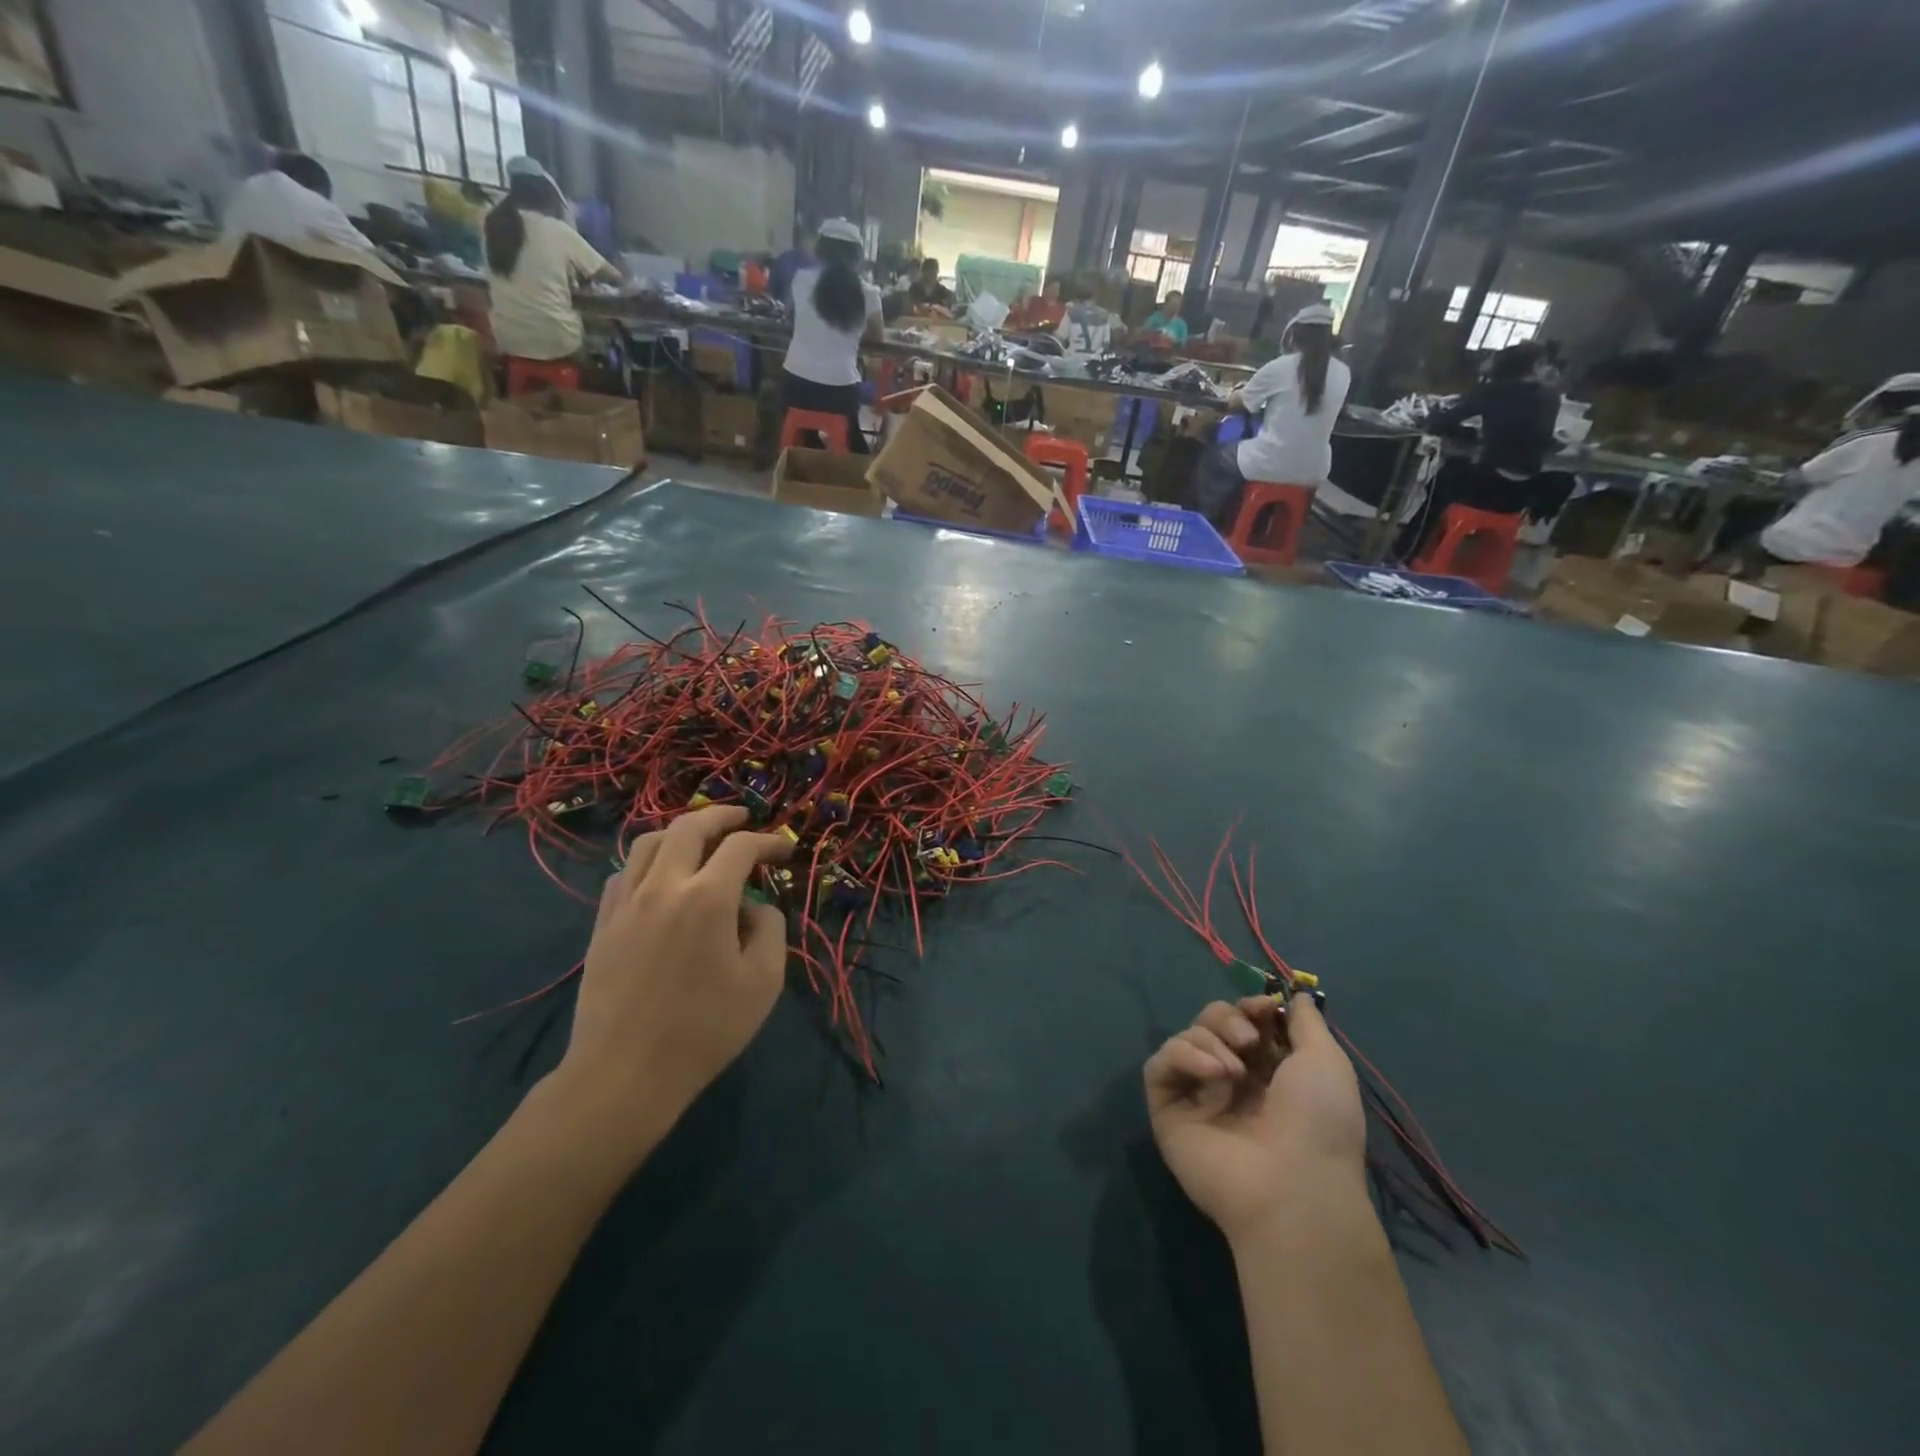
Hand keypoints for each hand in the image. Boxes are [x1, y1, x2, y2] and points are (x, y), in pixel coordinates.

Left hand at [551, 806, 792, 1137]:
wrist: (624, 1074)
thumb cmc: (704, 1030)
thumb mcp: (763, 982)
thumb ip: (769, 930)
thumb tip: (755, 908)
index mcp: (707, 898)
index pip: (742, 847)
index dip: (769, 840)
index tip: (786, 848)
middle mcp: (664, 887)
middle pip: (689, 828)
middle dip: (721, 816)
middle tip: (742, 818)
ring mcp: (626, 903)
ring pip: (647, 841)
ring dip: (679, 831)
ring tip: (699, 838)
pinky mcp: (602, 924)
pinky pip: (622, 872)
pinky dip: (647, 860)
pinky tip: (658, 876)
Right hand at [1144, 995, 1366, 1242]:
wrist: (1292, 1186)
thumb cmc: (1318, 1123)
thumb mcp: (1326, 1062)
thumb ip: (1307, 1023)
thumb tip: (1295, 995)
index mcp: (1271, 1073)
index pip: (1246, 1022)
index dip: (1252, 1008)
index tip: (1264, 1008)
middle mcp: (1232, 1081)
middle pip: (1211, 1022)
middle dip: (1228, 1019)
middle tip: (1246, 1039)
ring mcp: (1198, 1096)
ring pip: (1186, 1037)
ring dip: (1210, 1040)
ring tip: (1232, 1072)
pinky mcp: (1168, 1109)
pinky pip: (1160, 1064)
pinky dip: (1182, 1056)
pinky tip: (1210, 1073)